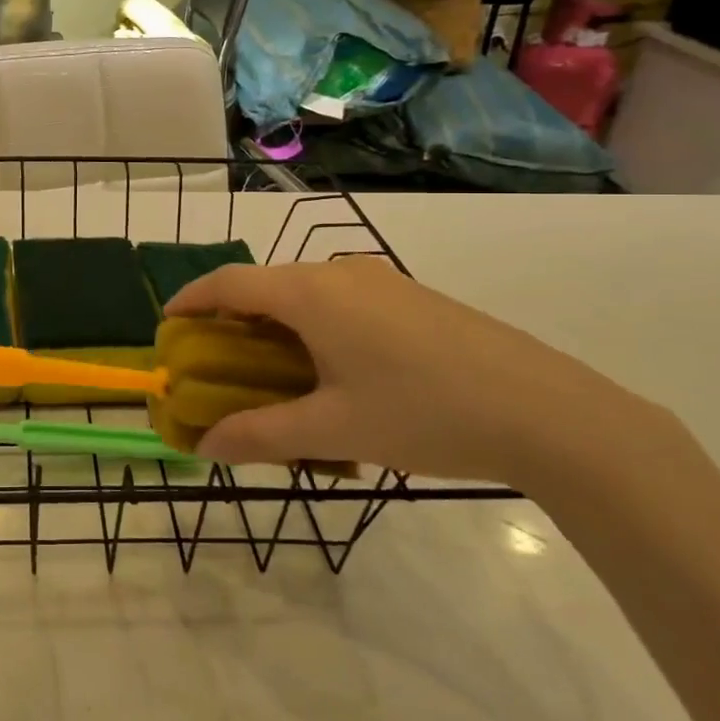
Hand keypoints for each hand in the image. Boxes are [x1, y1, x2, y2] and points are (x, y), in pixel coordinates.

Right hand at [164, 257, 668, 487]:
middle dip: (232, 320)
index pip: (229, 282)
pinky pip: (342, 303)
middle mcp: (340, 273)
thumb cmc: (425, 413)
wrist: (550, 412)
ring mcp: (382, 282)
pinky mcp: (413, 299)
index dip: (191, 300)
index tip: (168, 325)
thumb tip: (205, 447)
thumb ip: (260, 436)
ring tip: (272, 373)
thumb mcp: (333, 430)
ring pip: (306, 295)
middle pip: (266, 285)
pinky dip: (314, 328)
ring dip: (276, 326)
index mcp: (311, 293)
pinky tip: (335, 374)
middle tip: (217, 362)